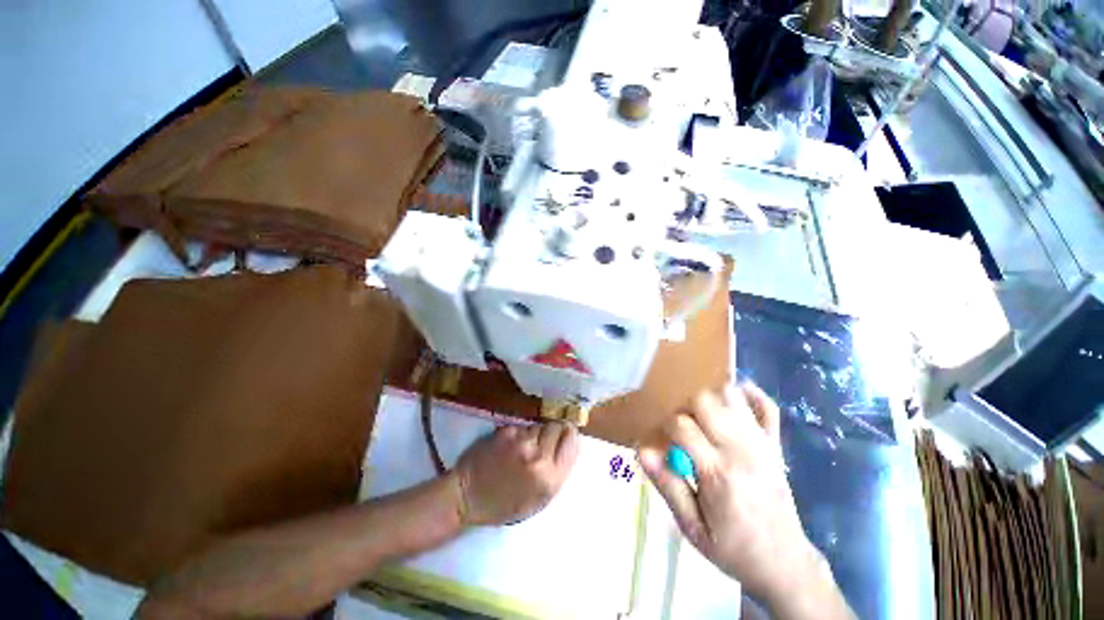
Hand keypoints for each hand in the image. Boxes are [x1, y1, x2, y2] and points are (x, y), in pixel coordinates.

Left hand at [454, 422, 578, 525]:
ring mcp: (521, 442)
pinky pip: (522, 427)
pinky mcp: (506, 432)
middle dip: (553, 431)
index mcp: (550, 479)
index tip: (566, 434)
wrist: (467, 497)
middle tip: (544, 441)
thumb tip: (571, 443)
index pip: (572, 441)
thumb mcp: (539, 499)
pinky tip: (510, 446)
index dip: (569, 435)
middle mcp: (539, 457)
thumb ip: (558, 472)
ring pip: (538, 425)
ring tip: (524, 447)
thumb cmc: (505, 505)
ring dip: (535, 433)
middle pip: (557, 427)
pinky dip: (519, 433)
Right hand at [638, 385, 850, 618]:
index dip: (666, 426)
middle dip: (685, 405)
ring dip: (711, 397)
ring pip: (731, 396)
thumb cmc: (732, 548)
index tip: (664, 437)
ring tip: (702, 415)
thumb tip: (642, 451)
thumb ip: (667, 485)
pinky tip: (732, 401)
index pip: (682, 426)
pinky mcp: (775, 444)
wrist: (785, 564)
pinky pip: (766, 406)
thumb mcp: (691, 527)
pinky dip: (748, 395)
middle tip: (682, 424)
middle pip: (705, 400)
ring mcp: (761, 443)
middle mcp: (740, 450)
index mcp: (716, 472)